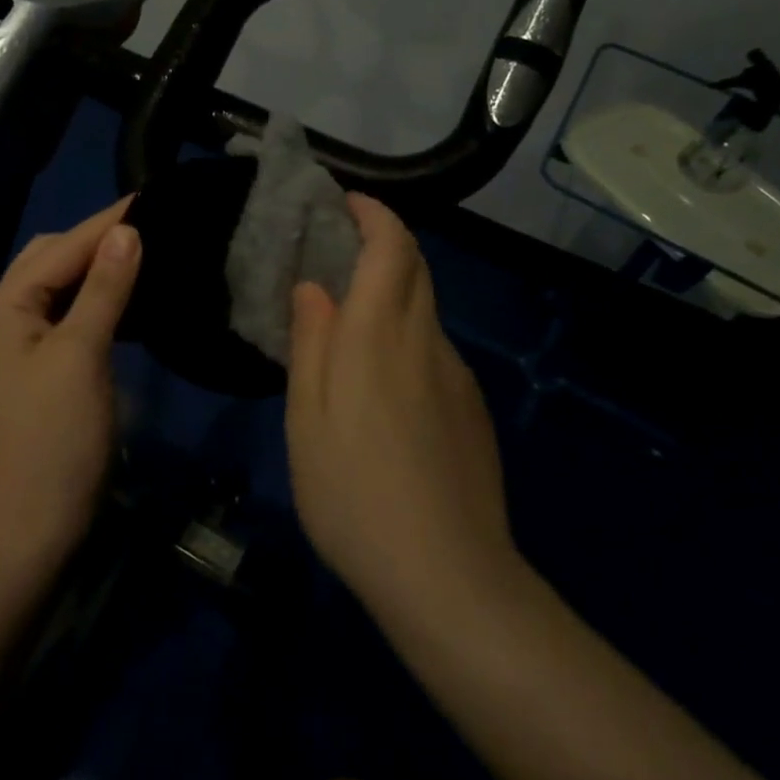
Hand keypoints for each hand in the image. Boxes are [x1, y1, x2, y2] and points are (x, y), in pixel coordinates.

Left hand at [0, 197, 141, 563]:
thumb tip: (128, 231)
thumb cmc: (56, 437)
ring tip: (142, 250)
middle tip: (149, 225)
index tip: (150, 197)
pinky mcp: (26, 364)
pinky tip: (122, 295)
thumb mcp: (83, 354)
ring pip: (55, 285)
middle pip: (50, 259)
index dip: (106, 223)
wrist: (29, 524)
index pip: (61, 248)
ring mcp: (8, 341)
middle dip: (96, 240)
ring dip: (94, 268)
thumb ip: (104, 287)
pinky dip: (90, 298)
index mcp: (0, 305)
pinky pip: (60, 313)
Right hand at [285, 193, 519, 627]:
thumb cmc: (353, 492)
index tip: (348, 202)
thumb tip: (314, 287)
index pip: (391, 247)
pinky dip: (407, 333)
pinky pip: (435, 349)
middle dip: (385, 241)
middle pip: (416, 267)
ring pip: (426, 308)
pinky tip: (384, 382)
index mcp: (378, 334)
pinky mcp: (472, 408)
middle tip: (341, 248)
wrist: (448, 576)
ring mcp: (456, 374)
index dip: (374, 214)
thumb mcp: (306, 419)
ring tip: (352, 318)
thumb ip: (310, 343)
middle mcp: (425, 340)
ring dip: (393, 289)